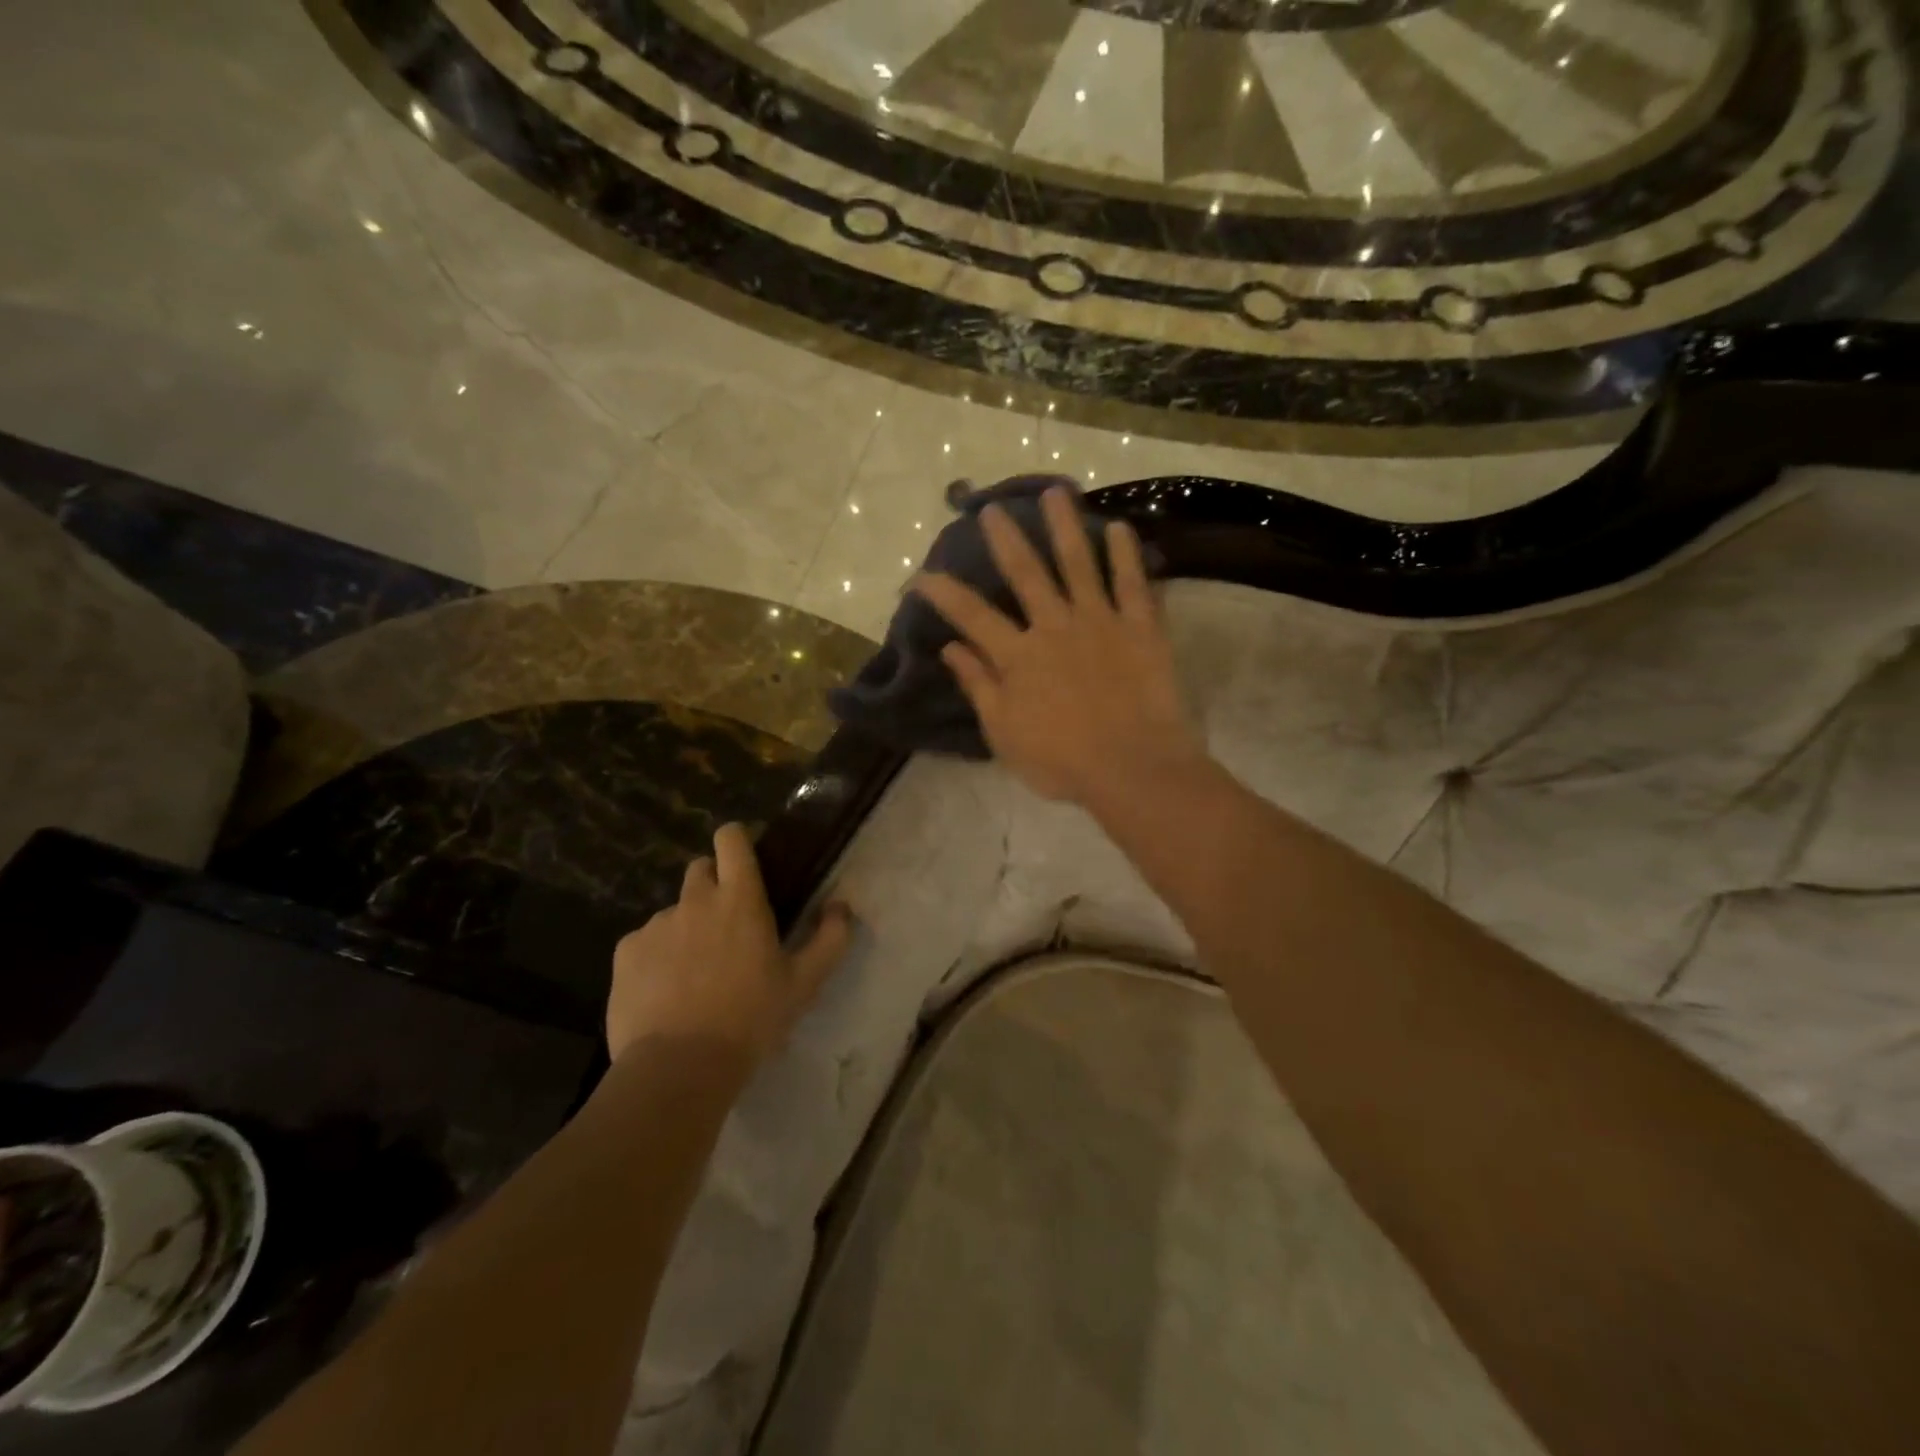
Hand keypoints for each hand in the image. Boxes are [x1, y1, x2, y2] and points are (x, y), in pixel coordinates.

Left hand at [607, 824, 852, 1067]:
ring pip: (675, 911)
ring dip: (687, 927)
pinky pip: (645, 942)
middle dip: (713, 885)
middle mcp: (695, 900)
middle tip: (727, 926)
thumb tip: (841, 906)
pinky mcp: (625, 953)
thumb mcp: (804, 983)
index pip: (731, 839)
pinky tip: (665, 991)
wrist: (679, 1067)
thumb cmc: (751, 1019)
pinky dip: (657, 956)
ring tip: (695, 972)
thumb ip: (830, 938)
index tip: (745, 858)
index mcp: (739, 899)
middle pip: (700, 870)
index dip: (737, 840)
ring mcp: (656, 925)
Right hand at [913, 486, 1206, 807]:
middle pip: (1026, 574)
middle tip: (993, 508)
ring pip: (1078, 563)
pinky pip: (1133, 584)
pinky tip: (1119, 528)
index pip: (972, 616)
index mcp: (1018, 657)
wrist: (1133, 769)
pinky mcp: (1140, 628)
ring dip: (1065, 526)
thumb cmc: (1062, 761)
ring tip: (1056, 491)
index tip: (922, 573)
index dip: (944, 592)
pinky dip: (1126, 555)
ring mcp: (1100, 622)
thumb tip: (950, 648)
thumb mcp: (1004, 734)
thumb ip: (979, 686)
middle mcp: (1054, 627)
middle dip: (1006, 538)